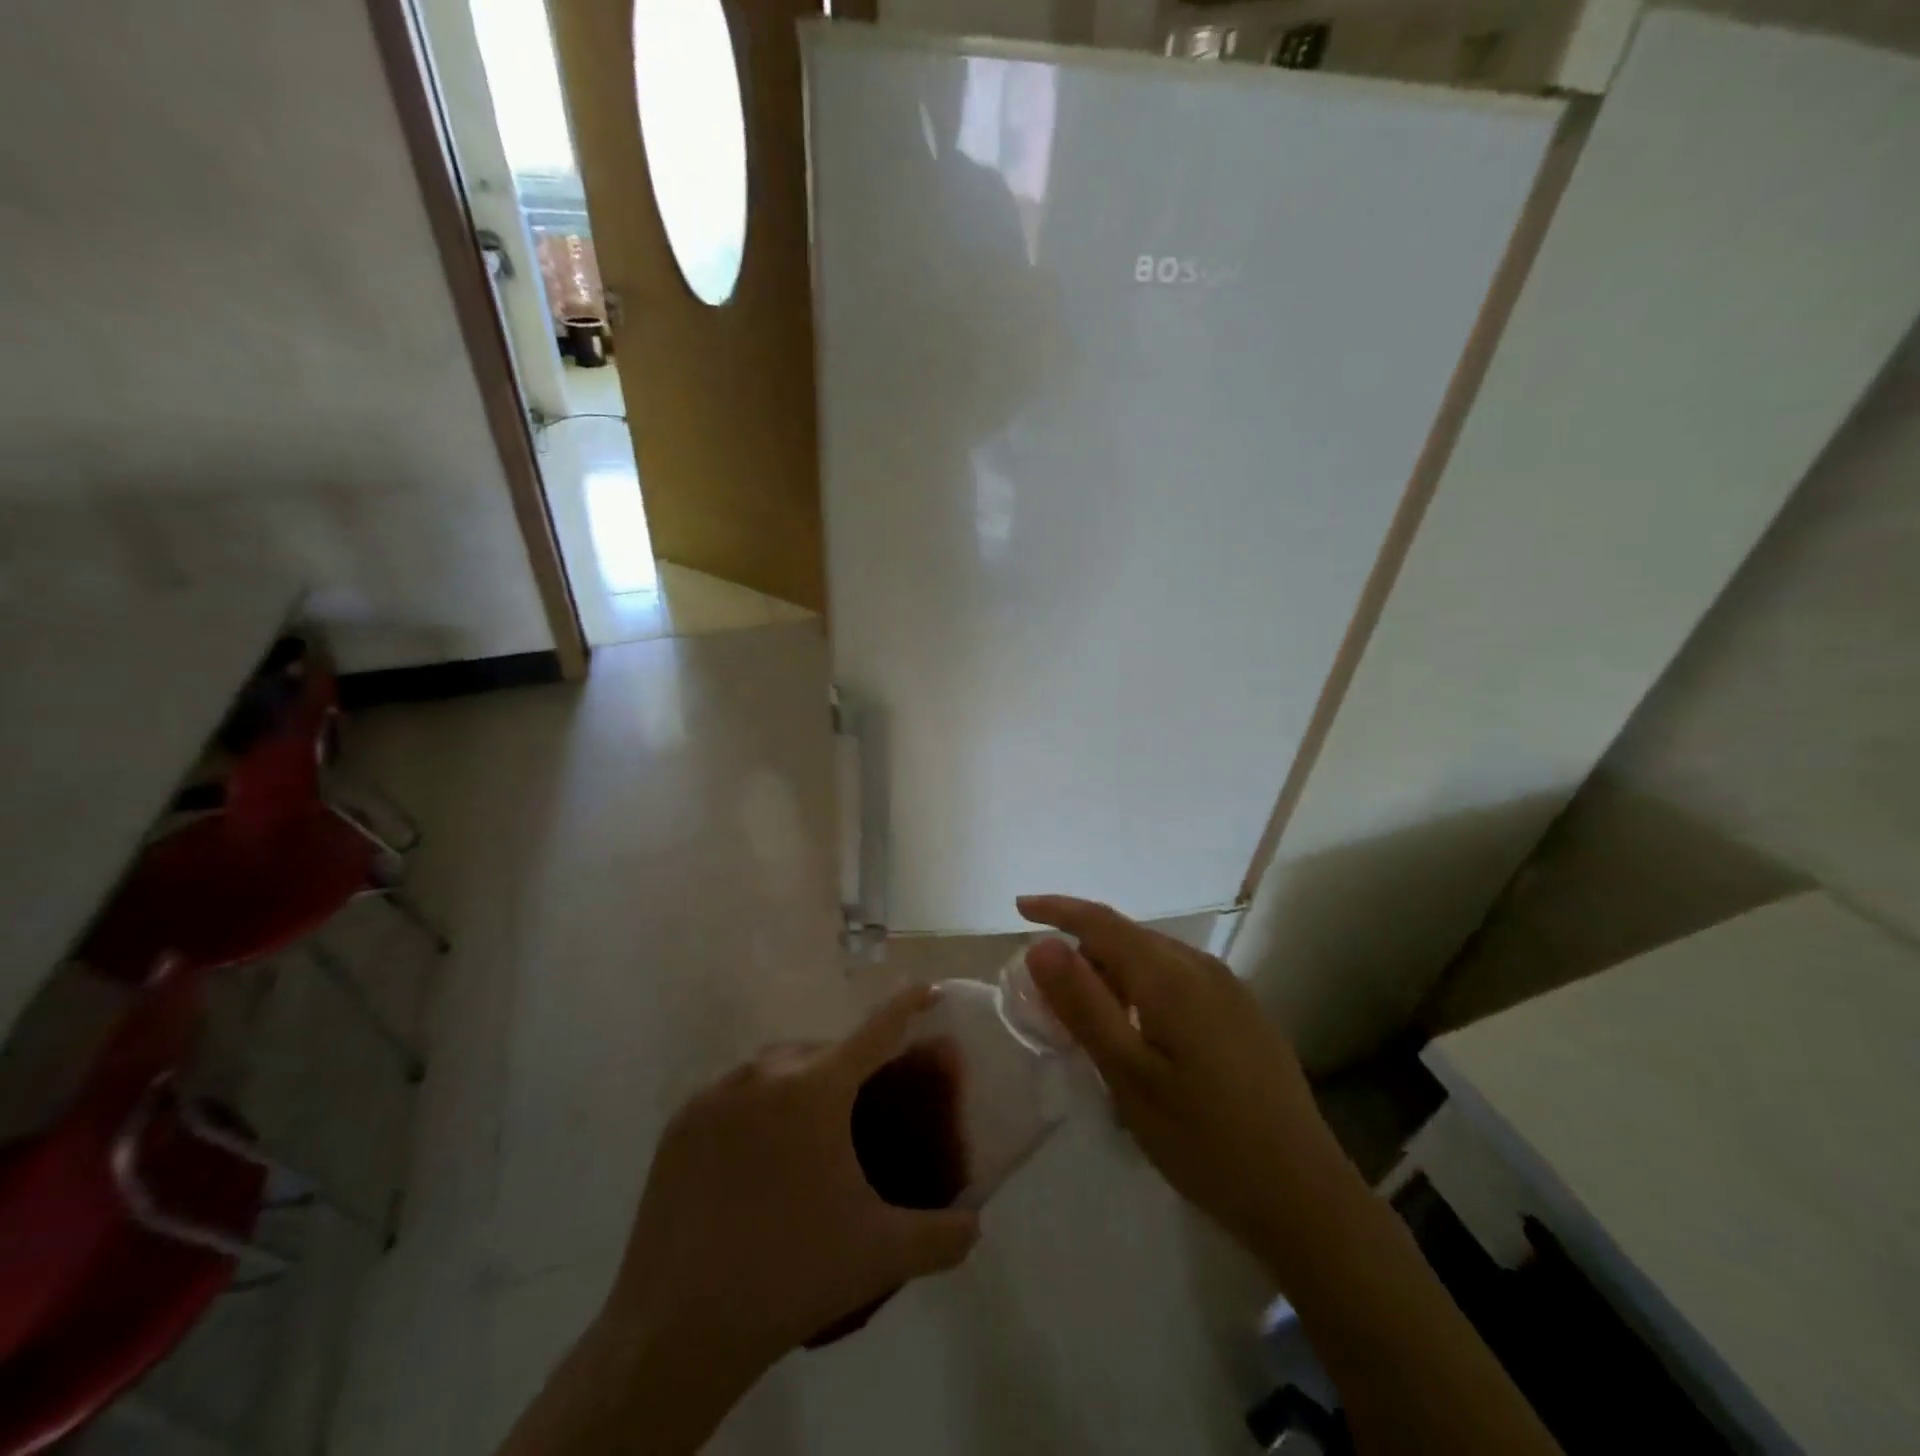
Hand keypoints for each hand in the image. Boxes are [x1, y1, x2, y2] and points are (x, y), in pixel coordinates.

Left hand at [602, 987, 979, 1377]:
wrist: (677, 1330)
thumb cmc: (791, 1276)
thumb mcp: (881, 1254)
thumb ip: (942, 1235)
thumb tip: (975, 1225)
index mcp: (816, 1090)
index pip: (876, 1030)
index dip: (906, 1005)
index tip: (927, 989)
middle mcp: (765, 1073)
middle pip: (823, 1052)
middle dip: (849, 1067)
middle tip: (862, 1110)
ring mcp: (716, 1093)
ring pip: (775, 1067)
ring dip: (801, 1084)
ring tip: (809, 1135)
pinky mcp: (681, 1122)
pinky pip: (734, 1093)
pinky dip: (757, 1105)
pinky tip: (759, 1154)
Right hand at [1018, 895, 1353, 1275]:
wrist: (1304, 1197)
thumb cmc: (1204, 1140)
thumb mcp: (1128, 1077)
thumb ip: (1083, 1005)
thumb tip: (1042, 945)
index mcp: (1171, 976)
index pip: (1101, 922)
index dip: (1057, 909)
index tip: (1020, 907)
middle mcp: (1202, 967)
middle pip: (1127, 939)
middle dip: (1083, 956)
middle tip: (1052, 1005)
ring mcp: (1230, 989)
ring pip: (1154, 961)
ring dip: (1114, 976)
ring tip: (1095, 1028)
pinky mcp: (1244, 1014)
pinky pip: (1180, 981)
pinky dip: (1145, 992)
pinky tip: (1144, 1039)